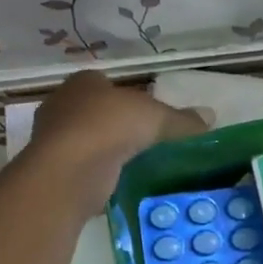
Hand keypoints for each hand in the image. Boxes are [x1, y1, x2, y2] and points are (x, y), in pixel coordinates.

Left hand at [27, 72, 208, 212]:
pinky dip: (96, 172)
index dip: (126, 96)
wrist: (70, 170)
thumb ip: (182, 119)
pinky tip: (115, 182)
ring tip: (132, 163)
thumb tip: (210, 117)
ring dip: (104, 150)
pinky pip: (81, 166)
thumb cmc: (111, 127)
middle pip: (94, 110)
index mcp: (84, 81)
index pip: (106, 82)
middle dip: (114, 123)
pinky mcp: (52, 167)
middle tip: (142, 139)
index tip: (145, 114)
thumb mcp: (157, 118)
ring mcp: (52, 137)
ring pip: (86, 139)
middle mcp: (62, 103)